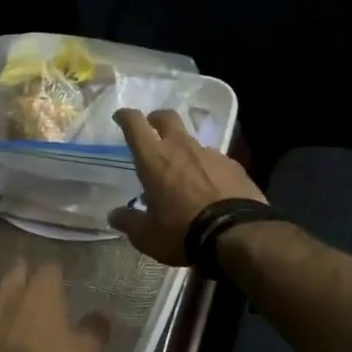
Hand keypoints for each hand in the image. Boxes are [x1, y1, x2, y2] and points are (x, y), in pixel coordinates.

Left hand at [0, 261, 107, 351]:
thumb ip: (96, 331)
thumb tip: (102, 316)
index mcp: (41, 289)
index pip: (50, 266)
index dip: (57, 274)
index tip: (61, 284)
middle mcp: (10, 287)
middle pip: (18, 267)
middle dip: (26, 274)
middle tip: (35, 290)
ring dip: (2, 290)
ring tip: (9, 303)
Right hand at [109, 109, 265, 265]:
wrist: (236, 234)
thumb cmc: (182, 231)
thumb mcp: (147, 235)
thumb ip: (129, 222)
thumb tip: (115, 215)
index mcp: (154, 158)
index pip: (134, 124)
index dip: (125, 116)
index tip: (120, 117)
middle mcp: (181, 147)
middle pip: (167, 118)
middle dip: (156, 119)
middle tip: (152, 129)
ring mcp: (210, 154)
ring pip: (192, 141)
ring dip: (183, 150)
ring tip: (182, 172)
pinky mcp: (233, 165)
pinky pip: (214, 160)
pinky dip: (206, 168)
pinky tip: (209, 187)